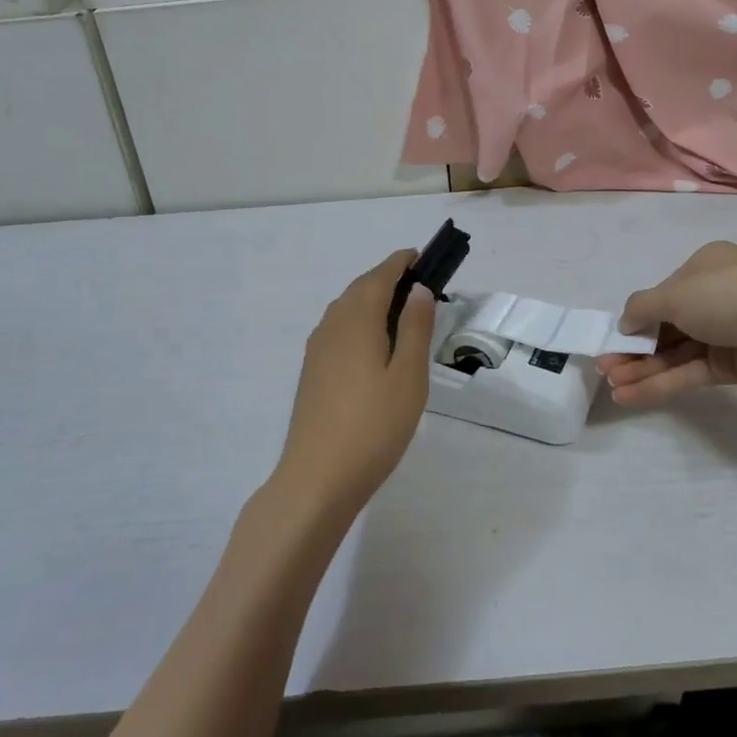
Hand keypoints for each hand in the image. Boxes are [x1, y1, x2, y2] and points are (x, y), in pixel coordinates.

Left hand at [273, 250, 436, 519]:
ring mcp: (317, 349)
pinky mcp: (312, 371)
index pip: (381, 275)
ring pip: (347, 309)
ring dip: (373, 301)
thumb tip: (419, 289)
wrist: (317, 478)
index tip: (424, 258)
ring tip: (403, 317)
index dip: (402, 262)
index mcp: (357, 319)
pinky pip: (338, 330)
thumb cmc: (373, 426)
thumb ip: (415, 327)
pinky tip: (374, 348)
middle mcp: (332, 325)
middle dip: (389, 280)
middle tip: (421, 289)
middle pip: (361, 288)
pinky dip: (360, 323)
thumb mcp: (408, 376)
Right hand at [596, 241, 736, 405]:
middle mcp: (712, 298)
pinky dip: (660, 383)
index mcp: (703, 268)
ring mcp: (724, 333)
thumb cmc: (728, 295)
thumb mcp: (675, 293)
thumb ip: (642, 307)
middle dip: (633, 347)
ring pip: (674, 352)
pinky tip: (630, 395)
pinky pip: (688, 373)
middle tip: (604, 367)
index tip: (612, 337)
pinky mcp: (731, 366)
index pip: (662, 293)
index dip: (636, 316)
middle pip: (665, 326)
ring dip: (642, 368)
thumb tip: (624, 322)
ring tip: (611, 386)